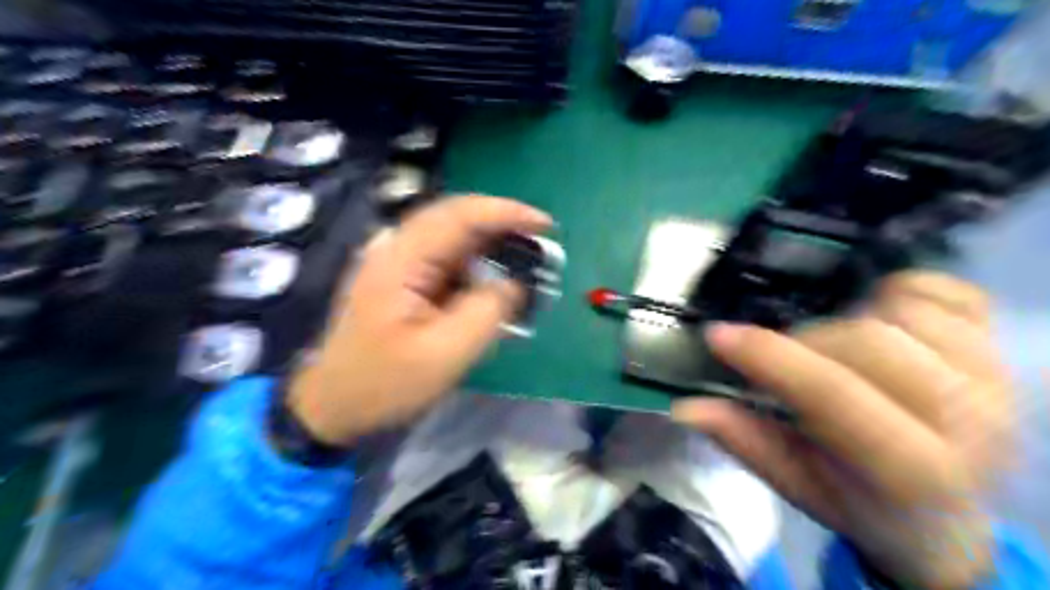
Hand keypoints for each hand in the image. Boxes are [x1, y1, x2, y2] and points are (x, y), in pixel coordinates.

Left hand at [284, 194, 552, 447]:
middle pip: (457, 217)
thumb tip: (515, 283)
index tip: (546, 225)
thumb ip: (488, 311)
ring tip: (525, 261)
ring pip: (453, 235)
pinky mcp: (401, 276)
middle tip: (541, 243)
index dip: (507, 213)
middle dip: (503, 225)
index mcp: (400, 259)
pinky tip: (494, 279)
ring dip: (491, 244)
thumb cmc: (386, 383)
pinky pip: (446, 257)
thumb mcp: (446, 354)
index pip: (460, 215)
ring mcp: (396, 260)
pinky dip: (476, 263)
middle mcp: (396, 247)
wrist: (334, 403)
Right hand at [678, 273, 1011, 589]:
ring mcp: (996, 378)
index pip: (835, 395)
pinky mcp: (1003, 349)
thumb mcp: (794, 482)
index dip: (770, 358)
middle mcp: (969, 420)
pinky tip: (878, 317)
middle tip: (781, 355)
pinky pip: (950, 291)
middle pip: (870, 342)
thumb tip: (685, 407)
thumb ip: (743, 441)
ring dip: (850, 317)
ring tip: (830, 345)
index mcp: (910, 470)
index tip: (718, 335)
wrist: (943, 517)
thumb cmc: (859, 501)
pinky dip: (902, 292)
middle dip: (806, 341)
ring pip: (905, 310)